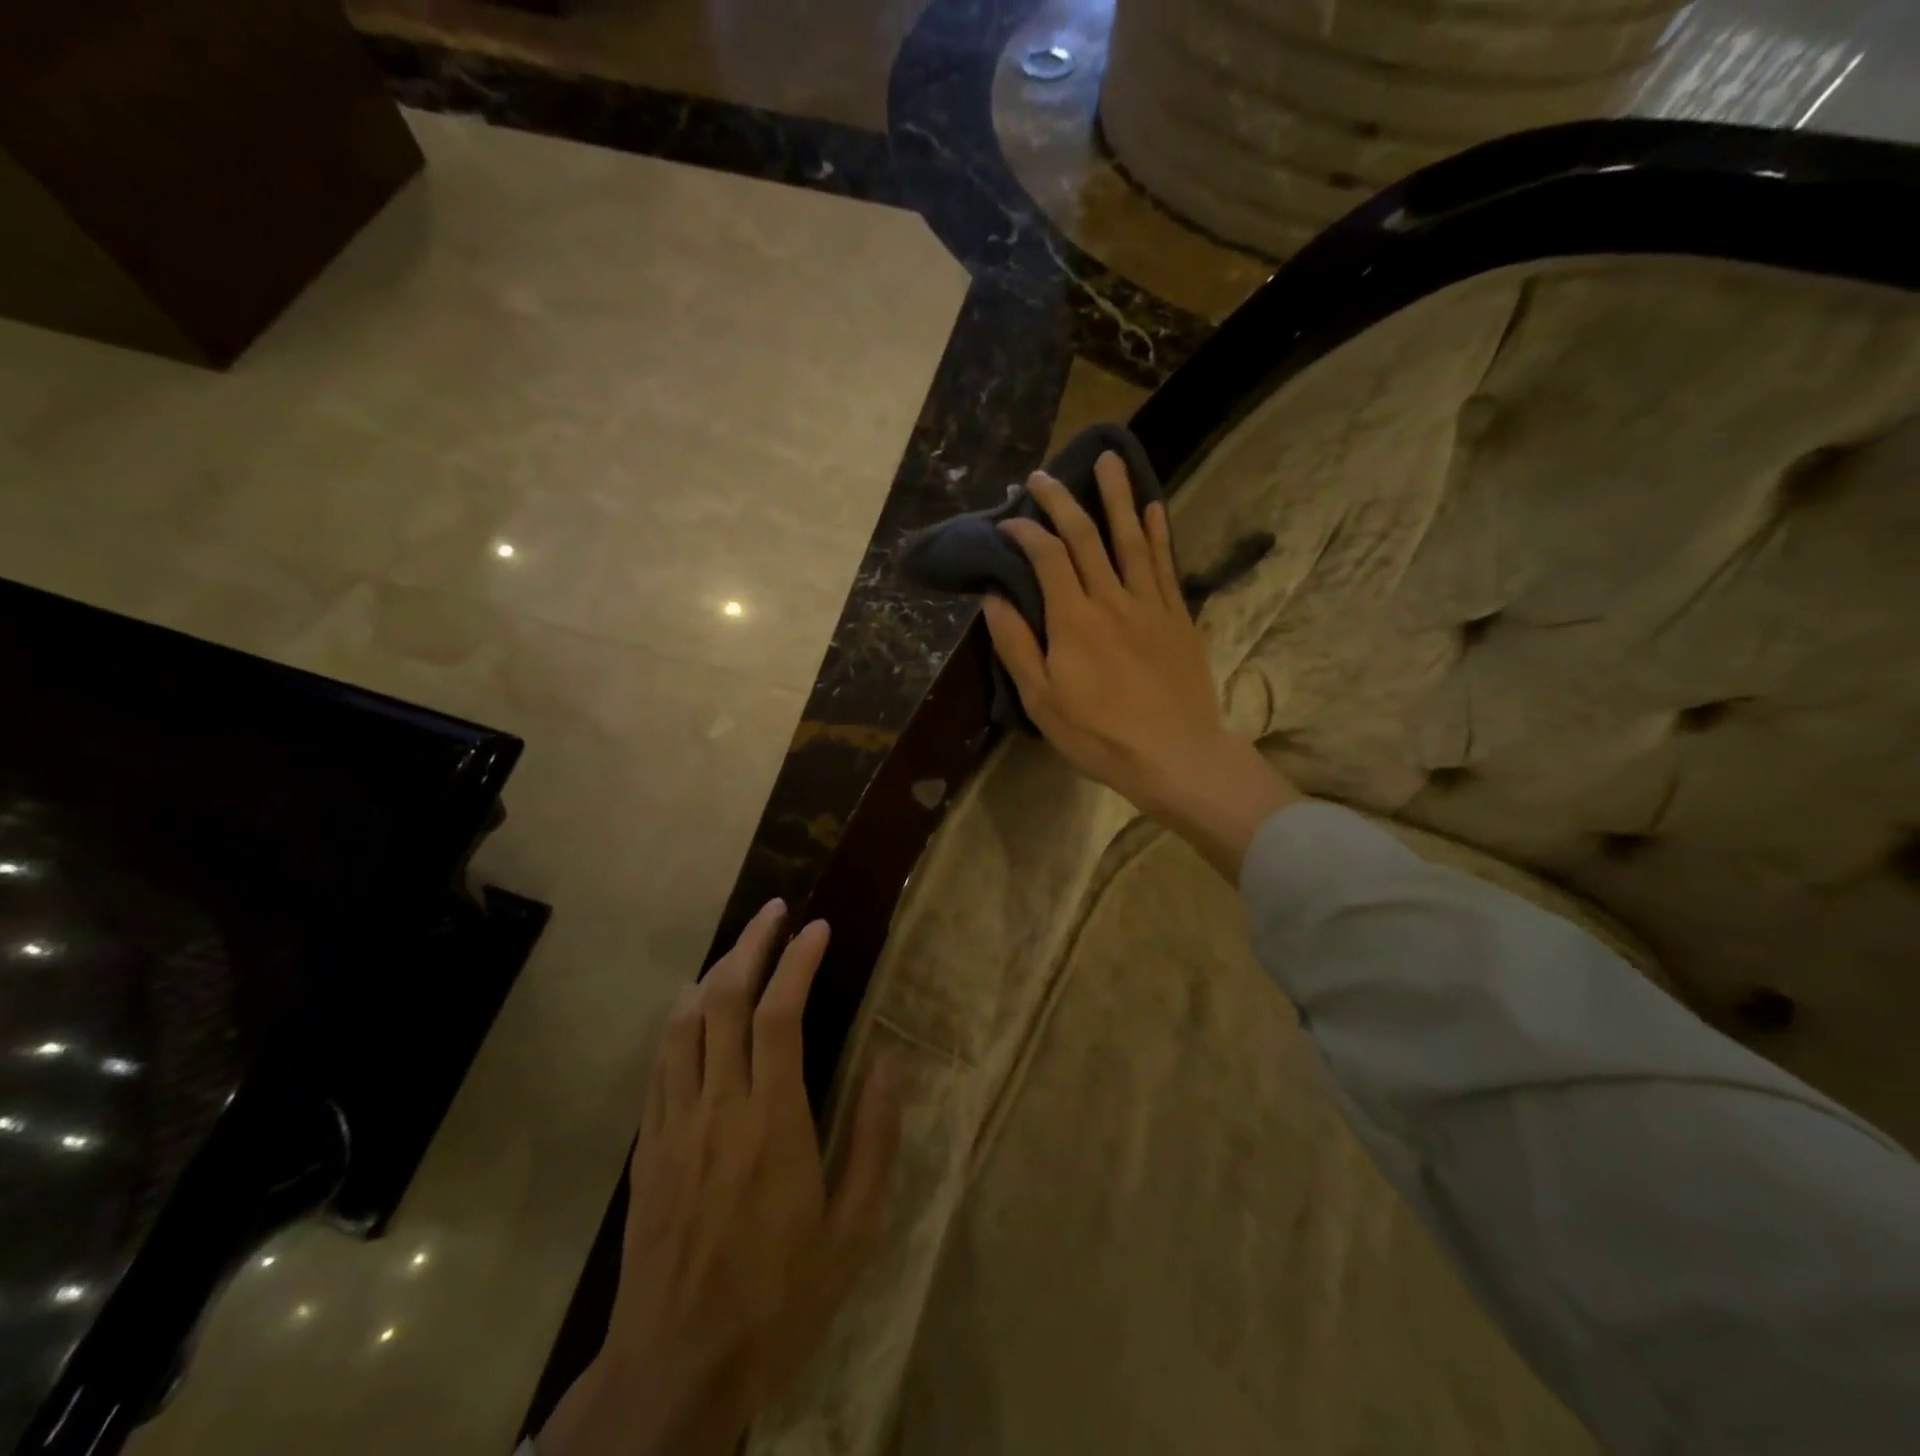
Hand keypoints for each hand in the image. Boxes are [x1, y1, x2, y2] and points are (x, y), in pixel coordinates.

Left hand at [539, 901, 901, 1455]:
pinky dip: (678, 1017)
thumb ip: (873, 1139)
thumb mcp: (853, 1229)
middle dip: (751, 944)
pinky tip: (692, 1004)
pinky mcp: (648, 1144)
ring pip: (684, 1022)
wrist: (676, 1367)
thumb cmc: (779, 1297)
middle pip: (724, 1000)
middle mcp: (719, 1106)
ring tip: (740, 944)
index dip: (797, 961)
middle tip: (775, 911)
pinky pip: (659, 1060)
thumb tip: (888, 1064)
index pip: (780, 1015)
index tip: (817, 928)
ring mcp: (675, 1122)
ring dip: (712, 970)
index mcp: (772, 1122)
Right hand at [984, 451, 1297, 879]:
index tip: (1008, 522)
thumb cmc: (1099, 735)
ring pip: (1131, 539)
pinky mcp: (1178, 617)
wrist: (1175, 755)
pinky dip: (1158, 534)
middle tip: (1044, 476)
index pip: (1046, 557)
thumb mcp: (1042, 700)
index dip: (1025, 531)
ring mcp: (1150, 604)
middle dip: (1063, 501)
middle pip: (1086, 536)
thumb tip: (994, 597)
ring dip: (1117, 497)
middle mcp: (1111, 599)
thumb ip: (1016, 645)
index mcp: (1073, 619)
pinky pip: (1166, 565)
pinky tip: (1153, 509)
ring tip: (1109, 460)